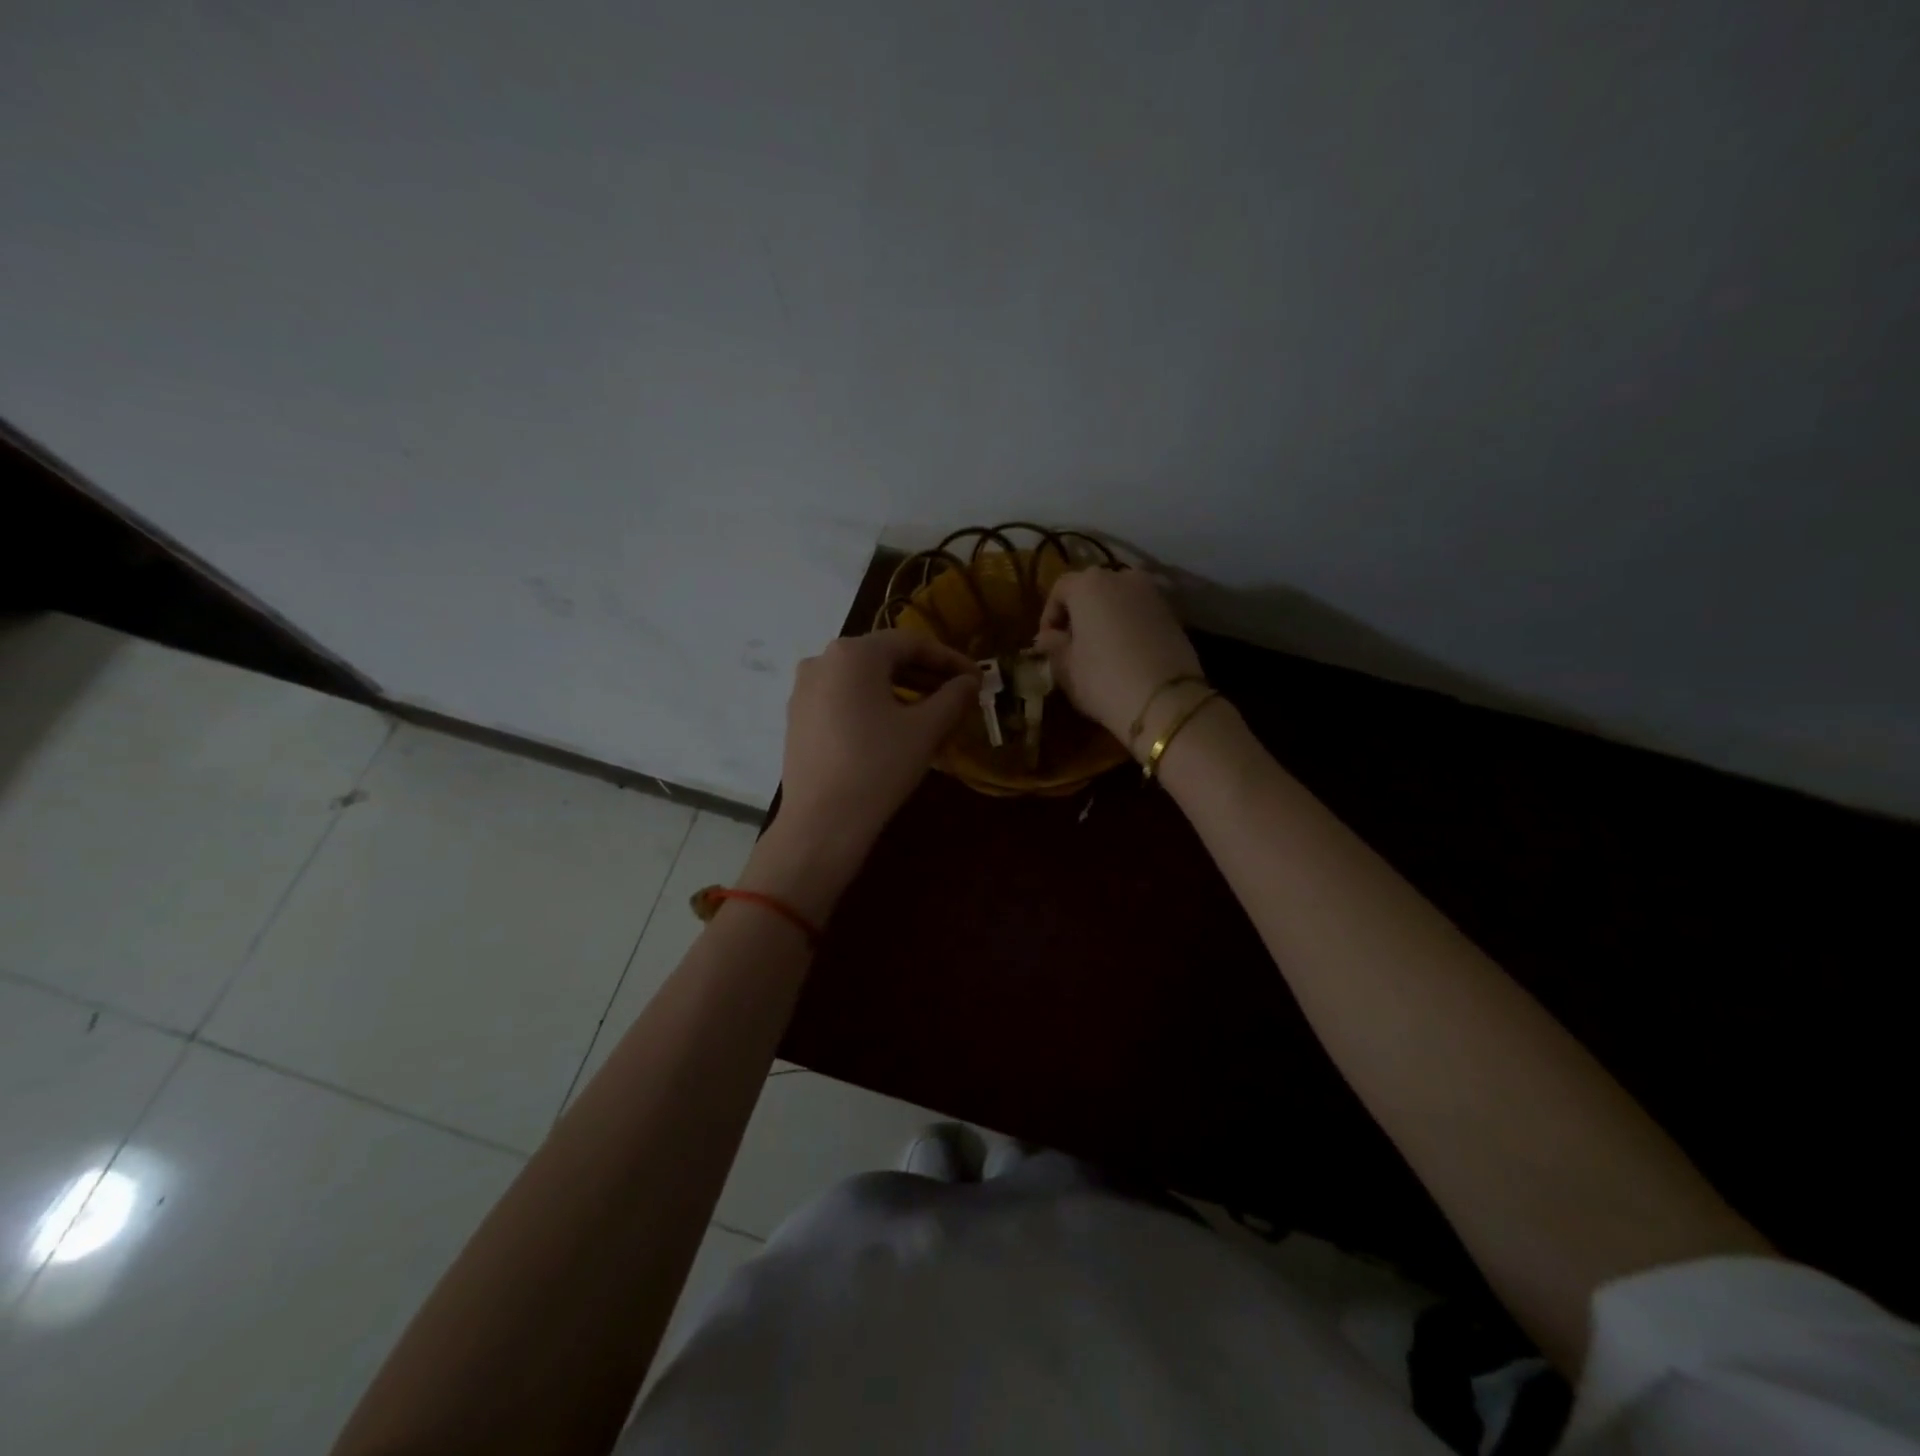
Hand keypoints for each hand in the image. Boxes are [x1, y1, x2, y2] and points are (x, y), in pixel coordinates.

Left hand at [754, 632, 979, 916]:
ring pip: (861, 678)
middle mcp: (822, 660)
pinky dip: (872, 703)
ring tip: (930, 710)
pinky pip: (842, 698)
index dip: (948, 659)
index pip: (911, 643)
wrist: (822, 822)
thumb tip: (969, 681)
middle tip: (956, 693)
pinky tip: (892, 726)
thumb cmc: (878, 767)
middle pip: (883, 657)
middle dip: (924, 673)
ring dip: (899, 688)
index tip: (975, 678)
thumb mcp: (925, 729)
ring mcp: (804, 689)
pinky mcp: (797, 717)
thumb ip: (953, 697)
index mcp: (853, 653)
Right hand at [1034, 568, 1203, 752]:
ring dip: (1105, 619)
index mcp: (1088, 584)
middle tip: (1071, 645)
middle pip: (1091, 589)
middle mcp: (1122, 577)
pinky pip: (1139, 613)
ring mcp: (1152, 594)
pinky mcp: (1173, 613)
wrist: (1166, 701)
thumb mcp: (1065, 667)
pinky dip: (1128, 626)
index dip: (1049, 616)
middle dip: (1078, 614)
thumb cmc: (1102, 679)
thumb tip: (1047, 638)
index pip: (1059, 589)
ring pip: (1118, 600)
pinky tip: (1125, 654)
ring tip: (1099, 650)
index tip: (1046, 643)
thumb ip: (1053, 646)